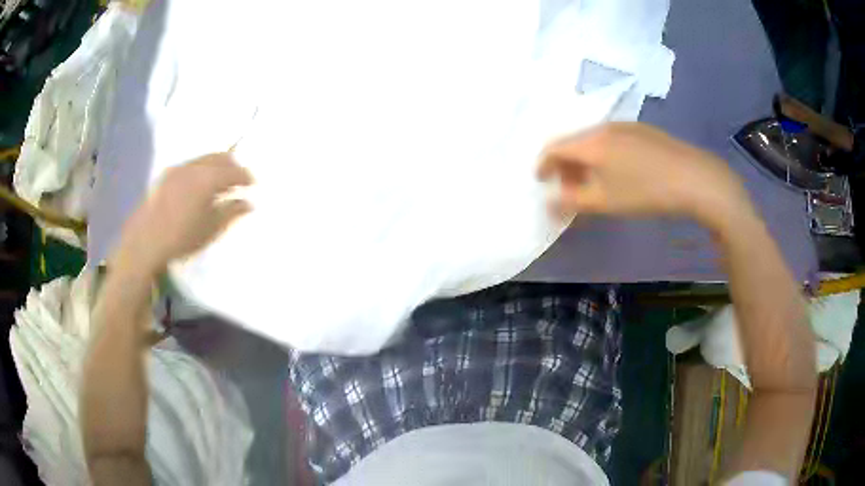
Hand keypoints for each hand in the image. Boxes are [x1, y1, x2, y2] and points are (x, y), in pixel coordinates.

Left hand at [115, 153, 252, 274]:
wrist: (145, 242)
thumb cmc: (181, 238)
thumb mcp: (210, 229)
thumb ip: (231, 212)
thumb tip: (248, 203)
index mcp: (207, 178)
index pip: (234, 170)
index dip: (245, 176)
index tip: (252, 185)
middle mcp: (194, 166)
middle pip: (219, 157)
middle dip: (232, 166)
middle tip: (238, 181)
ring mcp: (178, 168)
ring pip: (204, 159)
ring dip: (215, 167)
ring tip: (219, 183)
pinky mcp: (166, 175)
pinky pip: (190, 165)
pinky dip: (201, 170)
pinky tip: (198, 186)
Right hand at [538, 122, 752, 231]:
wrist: (695, 178)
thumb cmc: (646, 192)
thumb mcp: (605, 202)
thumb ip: (572, 200)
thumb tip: (549, 200)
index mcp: (591, 141)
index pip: (554, 147)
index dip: (543, 164)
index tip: (541, 181)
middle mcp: (604, 126)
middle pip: (574, 142)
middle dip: (565, 165)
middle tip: (569, 188)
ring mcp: (626, 125)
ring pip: (594, 140)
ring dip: (585, 160)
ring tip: (594, 183)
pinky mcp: (643, 130)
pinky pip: (612, 139)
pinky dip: (604, 155)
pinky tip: (619, 172)